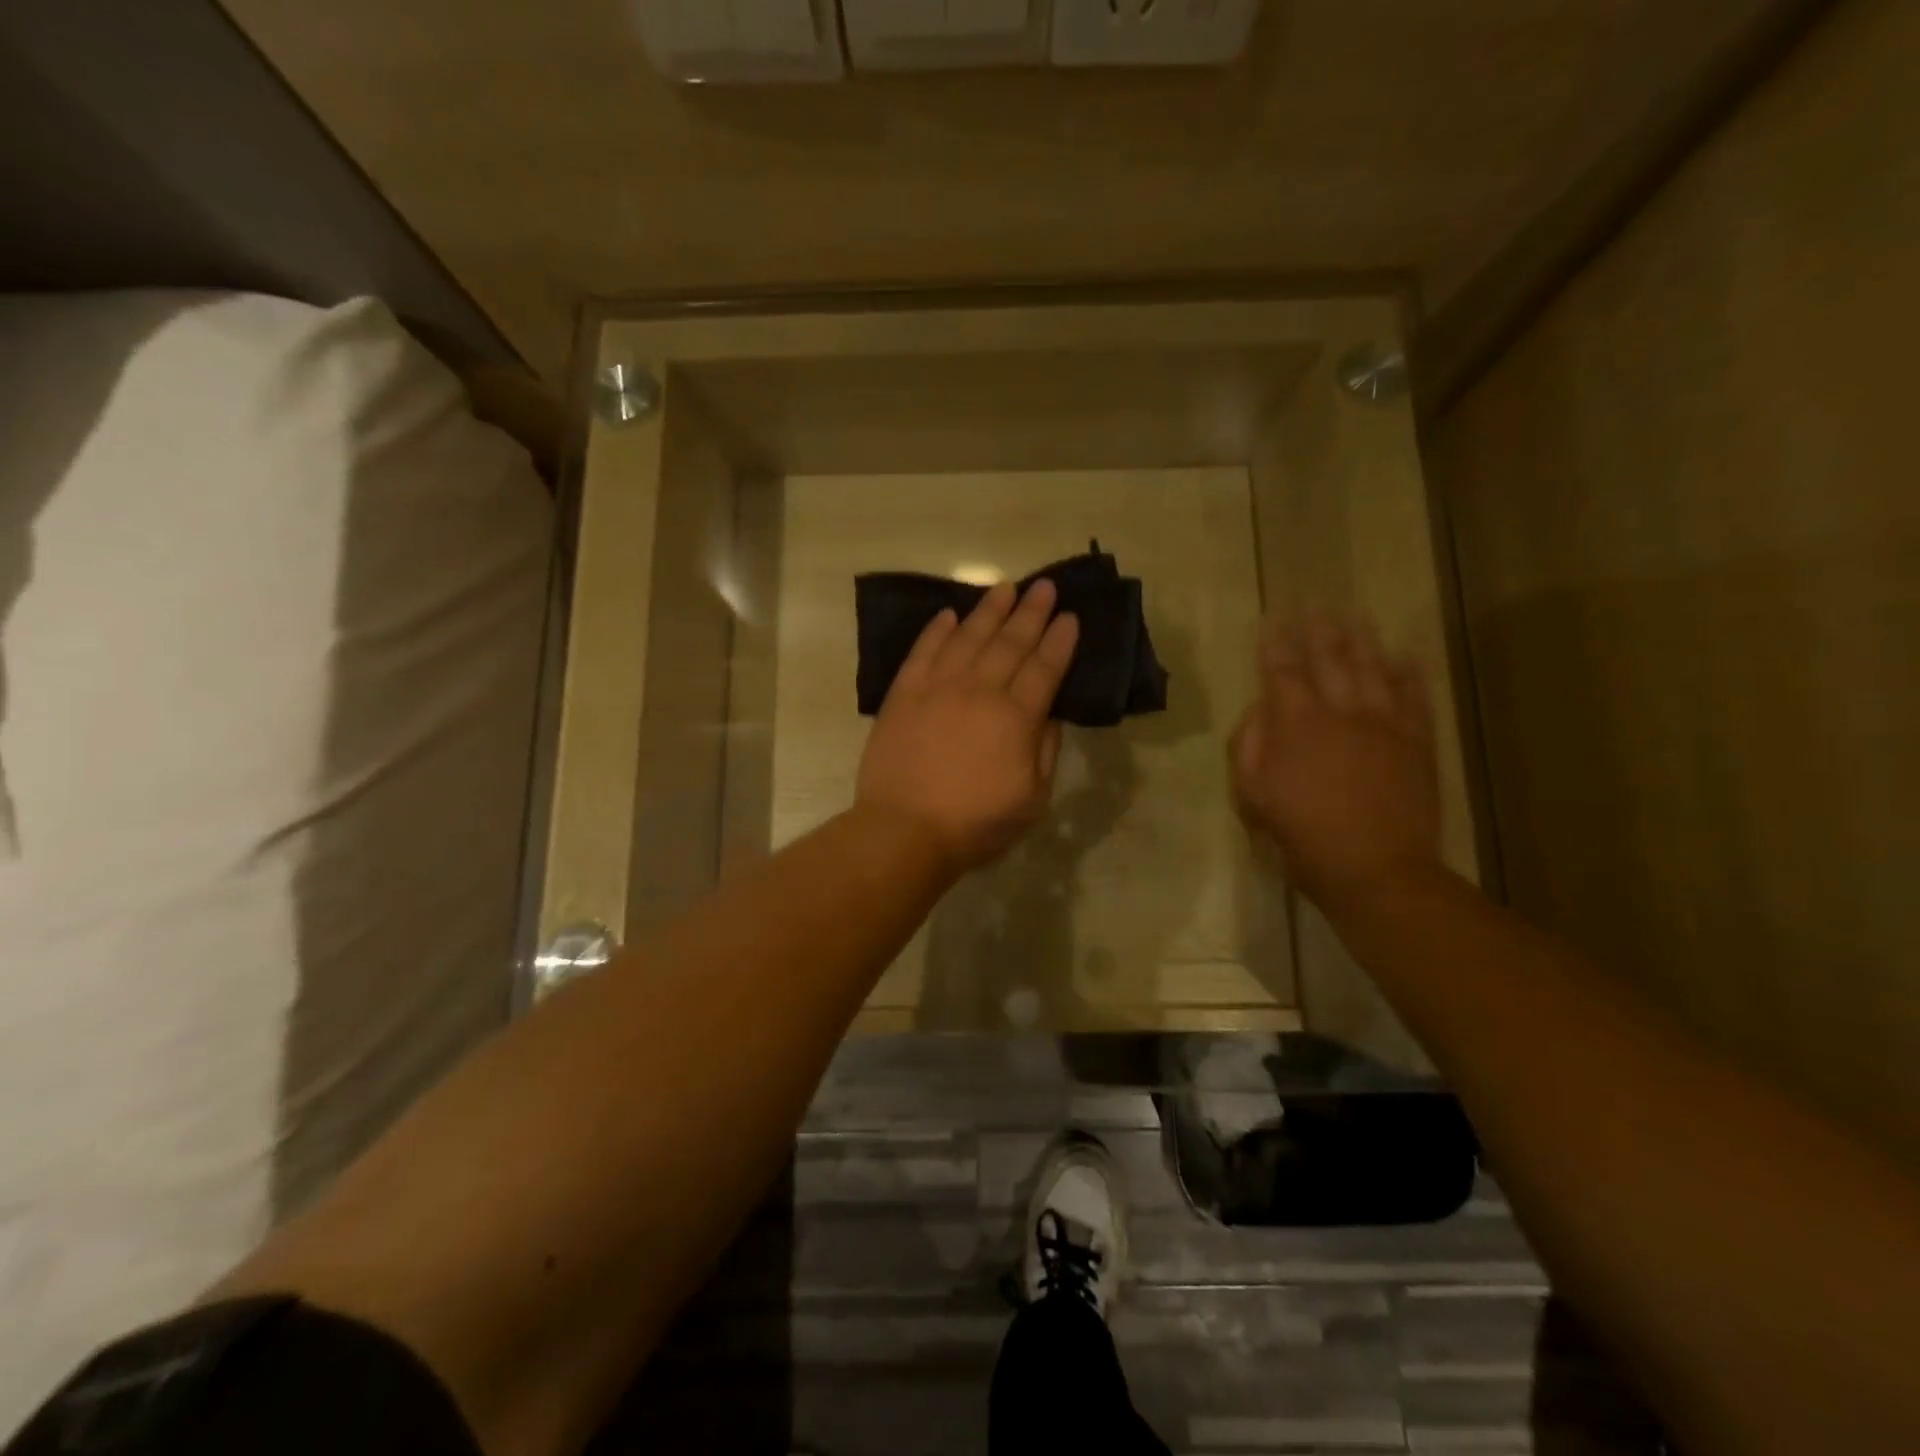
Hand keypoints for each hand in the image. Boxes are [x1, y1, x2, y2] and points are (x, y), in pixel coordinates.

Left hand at [857, 580, 1079, 874]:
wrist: (904, 830)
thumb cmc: (975, 823)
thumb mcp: (1032, 798)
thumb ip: (1044, 750)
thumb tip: (1051, 714)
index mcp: (1016, 718)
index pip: (1045, 668)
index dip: (1059, 641)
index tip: (1070, 615)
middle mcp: (980, 691)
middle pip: (1010, 643)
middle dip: (1031, 612)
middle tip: (1044, 585)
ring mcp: (938, 687)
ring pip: (968, 637)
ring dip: (989, 610)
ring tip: (1005, 587)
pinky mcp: (904, 694)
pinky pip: (923, 651)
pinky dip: (937, 630)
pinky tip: (949, 615)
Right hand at [1230, 611, 1443, 918]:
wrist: (1375, 869)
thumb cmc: (1302, 835)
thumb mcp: (1252, 796)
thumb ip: (1249, 746)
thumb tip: (1259, 710)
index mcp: (1296, 724)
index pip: (1281, 670)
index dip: (1275, 641)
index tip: (1273, 615)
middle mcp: (1341, 712)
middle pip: (1329, 659)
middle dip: (1319, 628)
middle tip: (1316, 602)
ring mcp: (1384, 725)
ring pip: (1373, 668)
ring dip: (1362, 639)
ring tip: (1355, 615)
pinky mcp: (1416, 743)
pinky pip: (1414, 697)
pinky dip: (1409, 673)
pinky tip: (1404, 655)